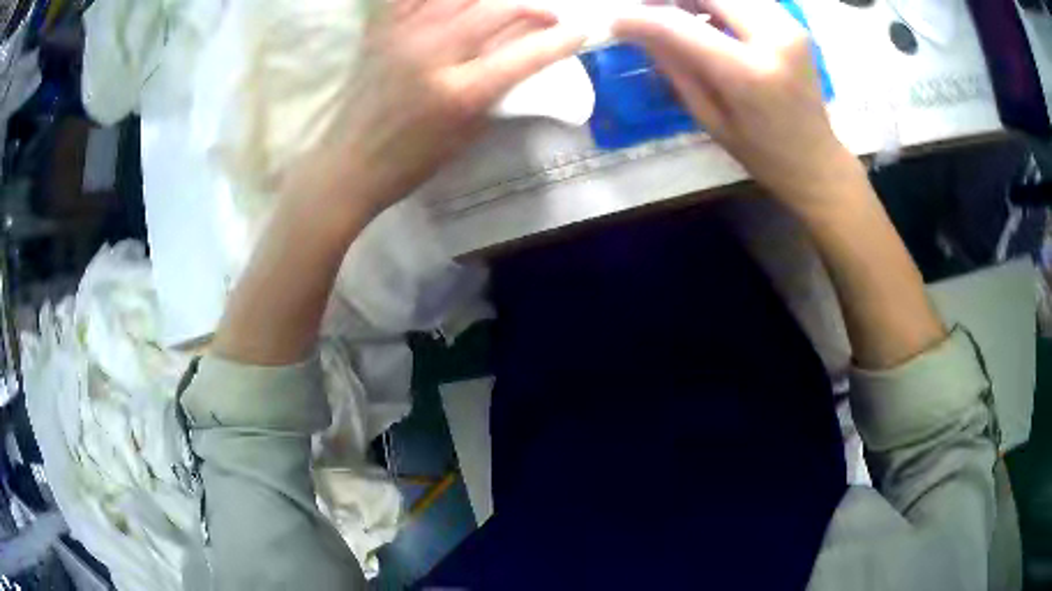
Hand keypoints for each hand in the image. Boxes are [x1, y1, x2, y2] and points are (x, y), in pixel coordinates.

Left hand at [285, 0, 585, 221]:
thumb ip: (497, 92)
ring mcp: (404, 35)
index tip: (579, 32)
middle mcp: (433, 53)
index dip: (559, 41)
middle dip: (531, 8)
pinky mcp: (381, 30)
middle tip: (547, 15)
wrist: (350, 164)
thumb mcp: (466, 133)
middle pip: (496, 10)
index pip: (524, 55)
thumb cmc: (410, 162)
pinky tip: (454, 4)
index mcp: (459, 91)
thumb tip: (522, 61)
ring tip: (503, 6)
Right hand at [614, 0, 863, 214]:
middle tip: (647, 10)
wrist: (816, 160)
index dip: (640, 18)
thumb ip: (674, 64)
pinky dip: (718, 3)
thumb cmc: (761, 153)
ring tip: (676, 15)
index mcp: (749, 73)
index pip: (679, 25)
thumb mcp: (708, 115)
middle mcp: (774, 37)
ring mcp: (788, 25)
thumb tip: (636, 28)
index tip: (615, 22)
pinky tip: (706, 18)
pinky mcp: (792, 22)